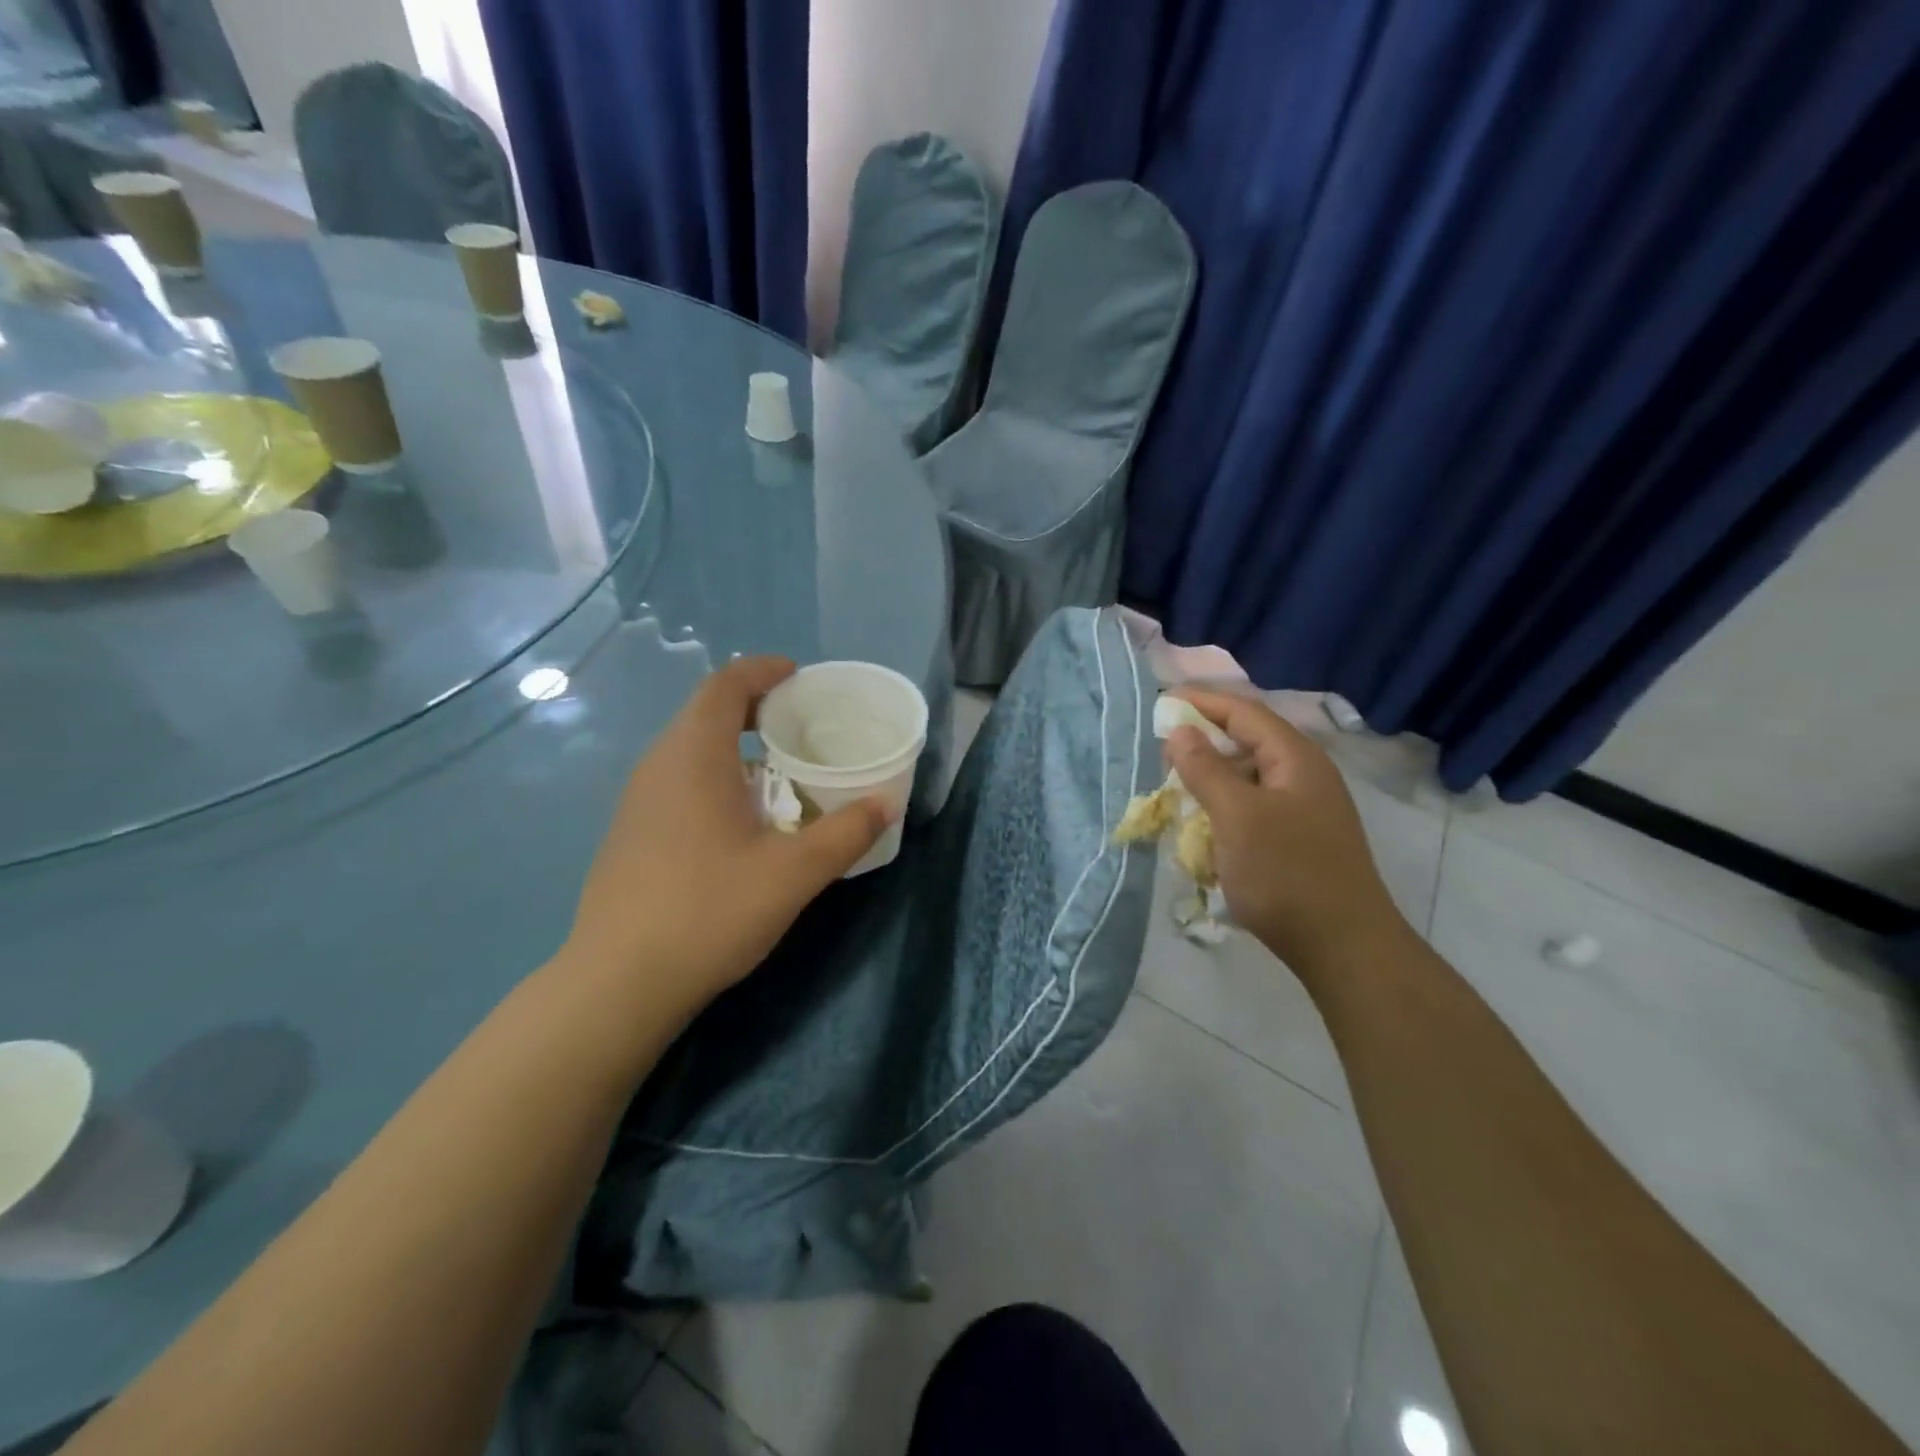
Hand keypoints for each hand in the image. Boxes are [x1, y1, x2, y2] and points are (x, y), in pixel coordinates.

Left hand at [563, 657, 891, 1014]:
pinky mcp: (632, 833)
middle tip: (804, 724)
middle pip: (706, 712)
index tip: (800, 677)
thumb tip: (888, 802)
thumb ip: (846, 832)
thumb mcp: (793, 873)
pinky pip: (680, 780)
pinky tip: (744, 818)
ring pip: (691, 749)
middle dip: (756, 707)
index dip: (763, 671)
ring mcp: (638, 800)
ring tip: (783, 767)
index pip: (724, 685)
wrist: (619, 983)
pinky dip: (717, 775)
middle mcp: (658, 766)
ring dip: (736, 744)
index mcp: (693, 756)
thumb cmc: (708, 911)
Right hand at [1165, 689, 1405, 977]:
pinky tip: (1204, 823)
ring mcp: (1305, 808)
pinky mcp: (1299, 837)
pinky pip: (1254, 805)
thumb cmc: (1286, 874)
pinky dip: (1225, 805)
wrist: (1343, 947)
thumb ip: (1205, 768)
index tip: (1160, 702)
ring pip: (1249, 776)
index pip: (1244, 712)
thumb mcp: (1236, 816)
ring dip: (1212, 775)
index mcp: (1295, 758)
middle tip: (1161, 747)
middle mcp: (1304, 774)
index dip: (1201, 702)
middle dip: (1204, 739)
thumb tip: (1179, 729)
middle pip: (1248, 740)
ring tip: (1176, 784)